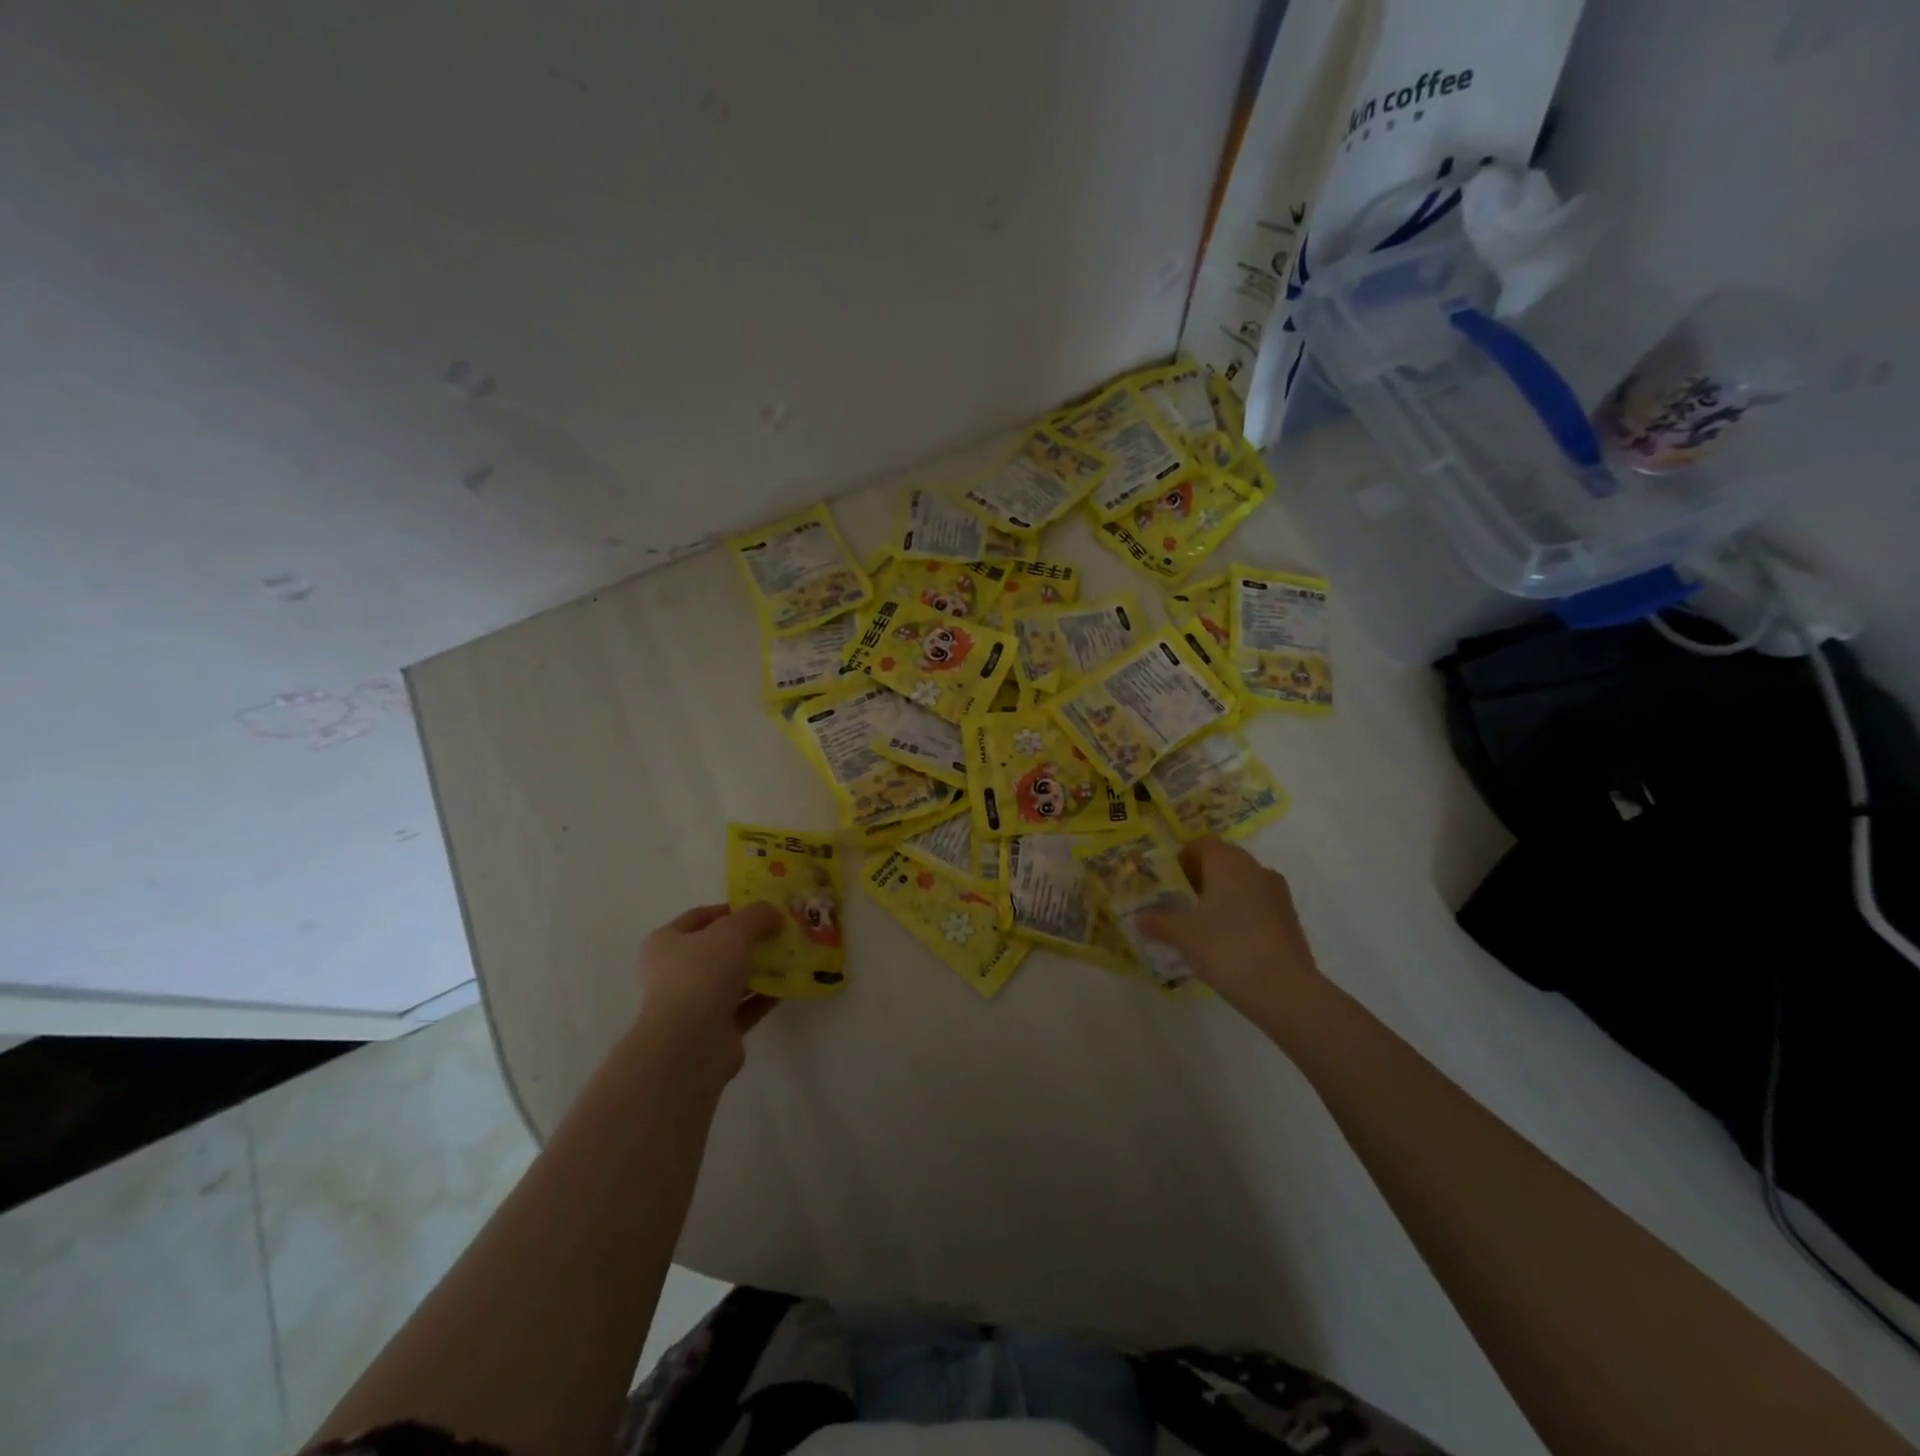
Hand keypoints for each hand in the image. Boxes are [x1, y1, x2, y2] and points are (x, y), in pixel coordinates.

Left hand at [632, 902, 784, 1084]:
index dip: (730, 909)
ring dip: (759, 969)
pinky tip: (788, 986)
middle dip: (749, 941)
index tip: (761, 909)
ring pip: (732, 979)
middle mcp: (673, 973)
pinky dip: (764, 996)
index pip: (699, 917)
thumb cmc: (703, 974)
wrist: (691, 1043)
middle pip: (717, 950)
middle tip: (780, 932)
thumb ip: (757, 916)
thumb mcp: (734, 930)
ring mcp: (693, 1005)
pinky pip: (743, 1007)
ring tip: (790, 957)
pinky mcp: (714, 1031)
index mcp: (664, 944)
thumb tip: (774, 915)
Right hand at [1137, 837, 1321, 1017]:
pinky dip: (1241, 915)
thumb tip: (1139, 917)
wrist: (1285, 990)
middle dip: (1200, 878)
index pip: (1201, 844)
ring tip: (1201, 925)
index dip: (1182, 859)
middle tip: (1178, 904)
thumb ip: (1159, 922)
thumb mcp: (1183, 935)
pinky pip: (1257, 905)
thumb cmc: (1227, 948)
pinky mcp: (1290, 918)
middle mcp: (1255, 868)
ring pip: (1242, 884)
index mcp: (1228, 862)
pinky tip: (1228, 943)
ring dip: (1222, 897)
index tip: (1167, 882)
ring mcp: (1277, 893)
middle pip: (1222, 862)